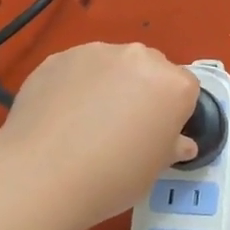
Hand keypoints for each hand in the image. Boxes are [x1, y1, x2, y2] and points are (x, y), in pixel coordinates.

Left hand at [0, 42, 200, 229]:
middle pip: (149, 70)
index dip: (172, 114)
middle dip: (141, 92)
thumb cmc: (114, 177)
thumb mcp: (155, 170)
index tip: (155, 135)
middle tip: (122, 128)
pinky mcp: (58, 57)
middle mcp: (138, 58)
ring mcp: (94, 53)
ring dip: (107, 85)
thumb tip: (180, 143)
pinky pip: (76, 70)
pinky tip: (60, 118)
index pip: (185, 90)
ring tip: (85, 123)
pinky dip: (74, 86)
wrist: (44, 174)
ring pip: (111, 65)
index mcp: (173, 84)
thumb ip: (171, 146)